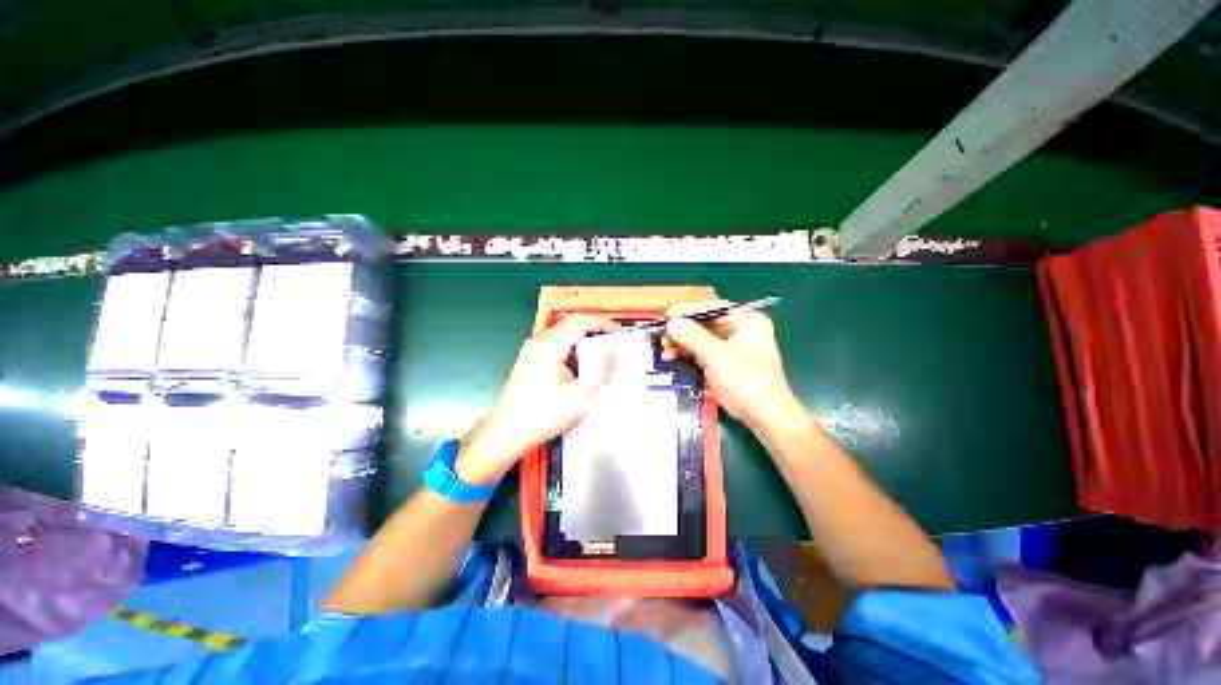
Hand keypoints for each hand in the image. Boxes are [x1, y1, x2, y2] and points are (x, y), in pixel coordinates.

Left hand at [454, 315, 618, 485]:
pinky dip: (571, 351)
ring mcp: (531, 350)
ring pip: (563, 335)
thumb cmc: (542, 416)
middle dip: (594, 332)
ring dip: (582, 343)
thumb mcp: (581, 397)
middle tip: (611, 346)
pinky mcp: (529, 360)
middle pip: (571, 325)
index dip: (602, 323)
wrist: (507, 433)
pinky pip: (555, 346)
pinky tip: (578, 370)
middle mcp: (538, 342)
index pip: (580, 321)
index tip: (617, 332)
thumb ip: (601, 372)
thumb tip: (612, 354)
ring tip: (597, 360)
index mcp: (550, 346)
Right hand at [661, 300, 799, 429]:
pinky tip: (673, 358)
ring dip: (683, 344)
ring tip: (664, 350)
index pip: (712, 308)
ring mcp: (734, 347)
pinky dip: (689, 354)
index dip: (687, 312)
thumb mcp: (717, 356)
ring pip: (703, 339)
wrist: (766, 417)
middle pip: (706, 324)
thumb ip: (693, 337)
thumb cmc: (746, 382)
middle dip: (683, 331)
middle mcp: (742, 329)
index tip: (667, 317)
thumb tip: (671, 322)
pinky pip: (705, 352)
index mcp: (747, 321)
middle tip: (662, 336)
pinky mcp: (727, 363)